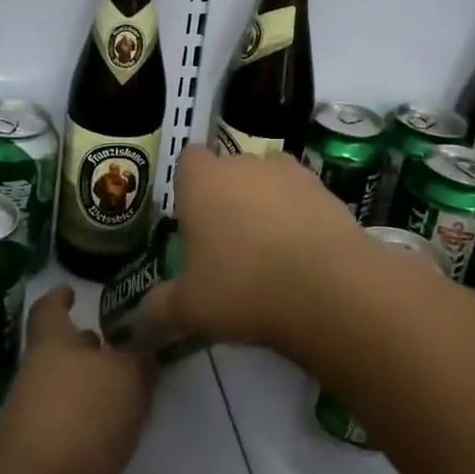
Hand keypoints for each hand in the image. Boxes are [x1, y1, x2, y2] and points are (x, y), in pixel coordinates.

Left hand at [0, 286, 155, 473]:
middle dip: (90, 347)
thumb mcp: (126, 374)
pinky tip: (131, 426)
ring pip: (76, 394)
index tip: (71, 290)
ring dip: (100, 388)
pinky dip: (104, 425)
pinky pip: (85, 431)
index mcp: (52, 345)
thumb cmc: (82, 413)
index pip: (49, 312)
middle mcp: (43, 379)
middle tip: (124, 340)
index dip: (58, 298)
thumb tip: (144, 356)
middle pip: (64, 354)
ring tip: (139, 381)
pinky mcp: (59, 462)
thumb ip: (141, 361)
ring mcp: (47, 423)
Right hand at [142, 145, 372, 350]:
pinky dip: (300, 216)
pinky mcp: (327, 191)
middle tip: (228, 243)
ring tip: (270, 248)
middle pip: (229, 169)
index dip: (189, 186)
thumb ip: (161, 306)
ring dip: (266, 202)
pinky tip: (303, 254)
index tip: (193, 219)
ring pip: (269, 180)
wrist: (329, 288)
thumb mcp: (190, 308)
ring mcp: (290, 173)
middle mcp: (244, 164)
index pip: (188, 160)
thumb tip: (146, 313)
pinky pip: (303, 197)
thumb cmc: (243, 287)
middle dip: (228, 196)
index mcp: (202, 181)